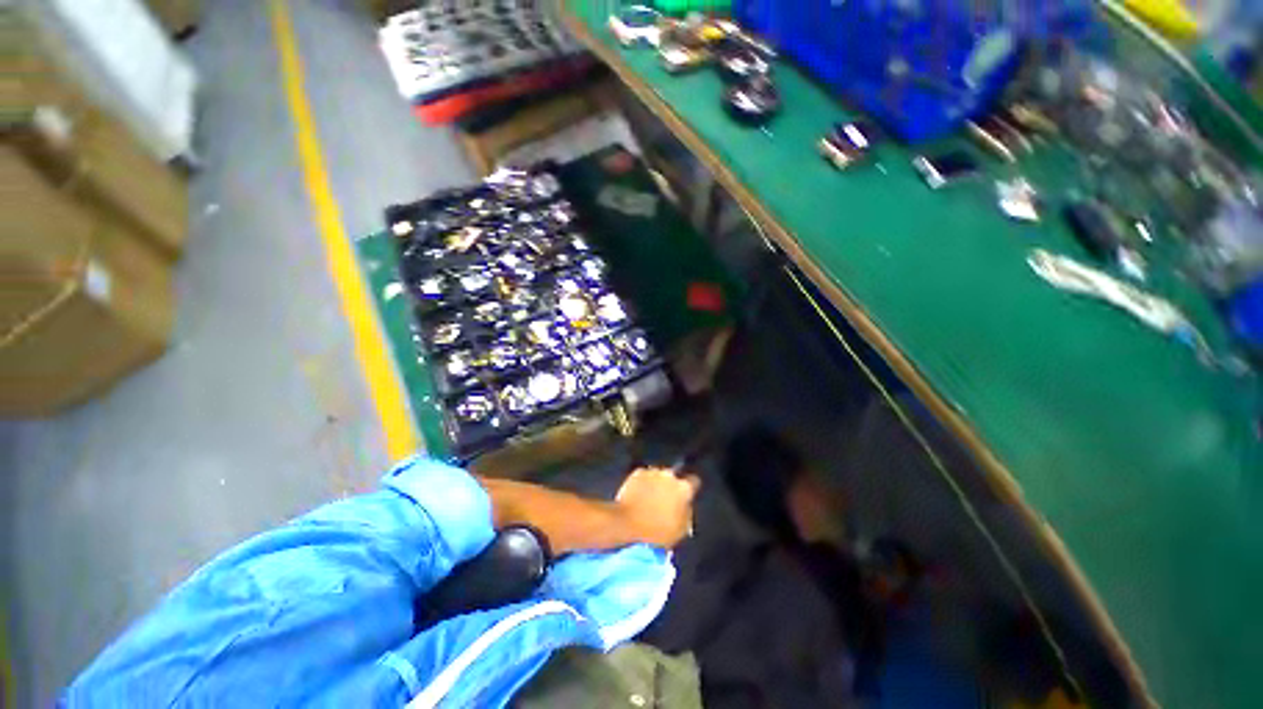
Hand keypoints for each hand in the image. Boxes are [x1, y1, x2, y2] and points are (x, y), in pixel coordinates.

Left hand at [615, 467, 700, 548]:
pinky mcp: (637, 472)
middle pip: (674, 477)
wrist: (627, 524)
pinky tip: (639, 495)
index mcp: (684, 489)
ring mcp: (653, 471)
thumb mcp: (681, 530)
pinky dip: (643, 483)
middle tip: (665, 500)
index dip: (690, 489)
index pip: (694, 482)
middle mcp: (670, 475)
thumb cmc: (656, 532)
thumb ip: (686, 513)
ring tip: (650, 499)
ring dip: (657, 484)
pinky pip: (644, 476)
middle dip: (671, 486)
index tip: (686, 497)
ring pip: (658, 476)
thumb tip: (685, 506)